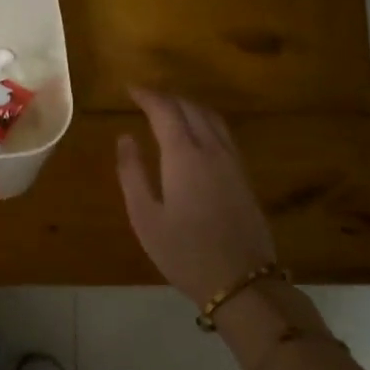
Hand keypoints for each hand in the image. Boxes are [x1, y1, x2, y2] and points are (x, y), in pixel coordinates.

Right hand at [116, 88, 276, 305]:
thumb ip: (132, 173)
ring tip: (168, 108)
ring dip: (188, 105)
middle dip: (167, 96)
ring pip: (211, 118)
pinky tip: (196, 133)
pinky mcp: (243, 176)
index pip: (165, 110)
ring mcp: (233, 162)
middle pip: (191, 108)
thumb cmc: (184, 252)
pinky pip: (223, 133)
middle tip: (144, 97)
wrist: (241, 281)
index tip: (129, 88)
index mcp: (184, 156)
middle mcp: (212, 150)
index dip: (147, 95)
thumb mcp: (145, 216)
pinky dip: (204, 120)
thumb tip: (125, 138)